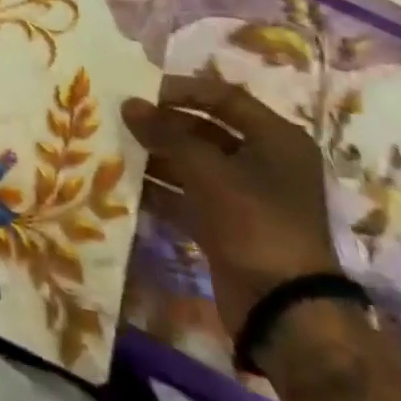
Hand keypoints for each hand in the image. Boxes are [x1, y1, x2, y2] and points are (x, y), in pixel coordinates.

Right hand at [122, 69, 341, 338]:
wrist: (284, 310)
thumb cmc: (256, 223)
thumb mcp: (209, 171)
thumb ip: (166, 134)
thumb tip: (128, 104)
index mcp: (276, 139)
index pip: (223, 97)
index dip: (181, 90)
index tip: (139, 90)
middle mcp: (264, 162)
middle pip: (205, 129)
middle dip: (163, 125)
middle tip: (121, 119)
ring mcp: (245, 196)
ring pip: (193, 163)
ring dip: (156, 156)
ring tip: (116, 147)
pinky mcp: (227, 225)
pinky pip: (187, 195)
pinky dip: (161, 189)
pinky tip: (126, 183)